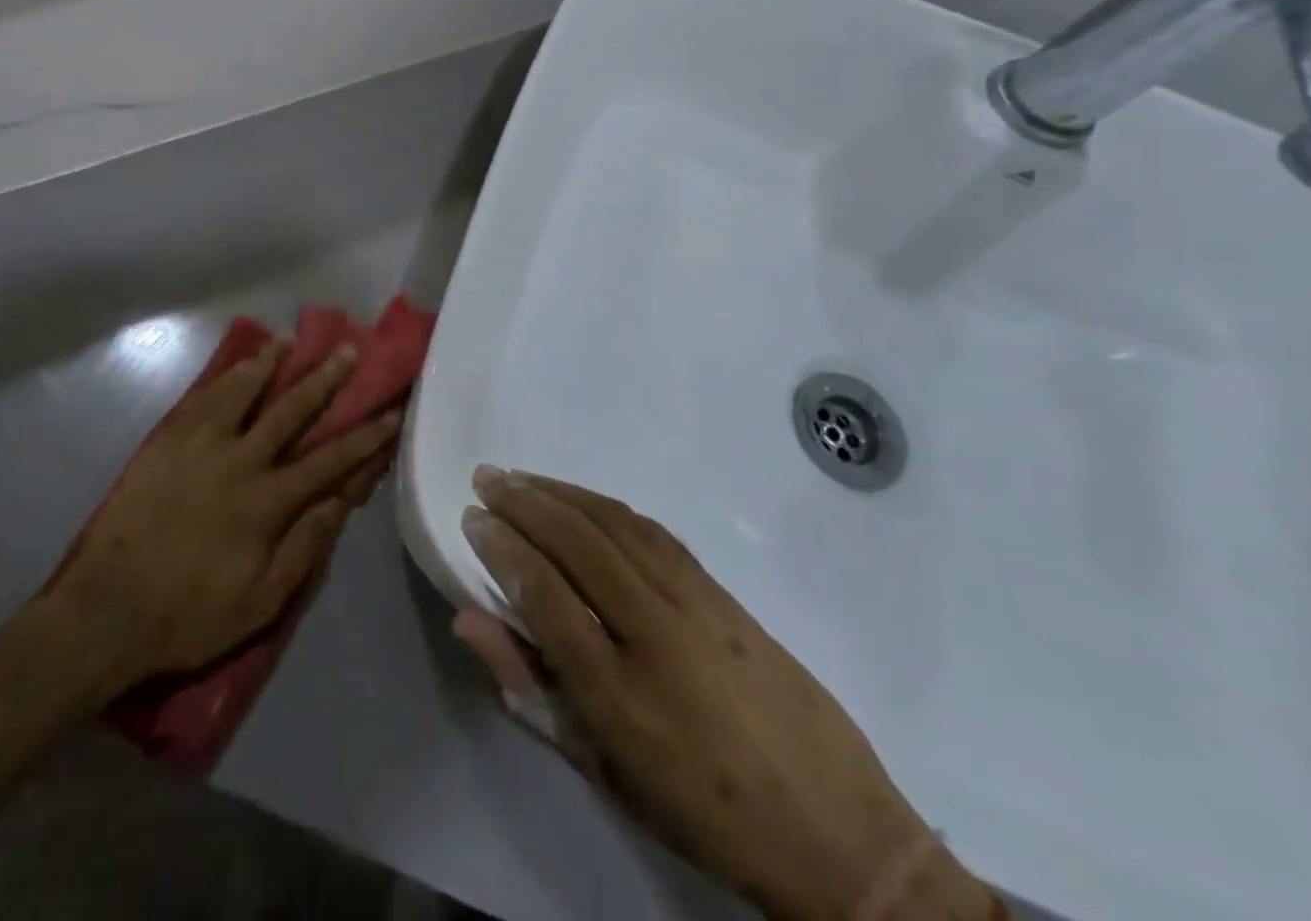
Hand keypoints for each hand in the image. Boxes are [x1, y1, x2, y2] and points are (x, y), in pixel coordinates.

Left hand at [33, 342, 399, 695]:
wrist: (108, 610)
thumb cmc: (190, 614)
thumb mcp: (261, 602)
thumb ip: (304, 548)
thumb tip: (340, 502)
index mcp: (267, 501)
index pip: (329, 460)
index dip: (364, 437)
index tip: (390, 412)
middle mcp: (240, 461)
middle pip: (291, 411)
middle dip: (324, 380)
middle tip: (346, 351)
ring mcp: (200, 446)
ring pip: (243, 392)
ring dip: (270, 363)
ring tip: (289, 340)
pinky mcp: (167, 442)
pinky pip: (201, 399)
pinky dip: (223, 377)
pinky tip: (235, 364)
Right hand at [456, 470, 998, 920]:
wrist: (839, 832)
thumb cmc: (702, 813)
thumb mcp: (604, 771)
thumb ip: (531, 691)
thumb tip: (471, 621)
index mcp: (619, 695)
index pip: (544, 593)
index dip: (501, 548)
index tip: (472, 518)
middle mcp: (656, 634)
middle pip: (577, 544)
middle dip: (524, 502)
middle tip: (486, 477)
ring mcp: (697, 606)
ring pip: (615, 525)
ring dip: (562, 492)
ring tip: (523, 477)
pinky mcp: (725, 594)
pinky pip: (653, 532)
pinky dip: (607, 506)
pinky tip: (584, 499)